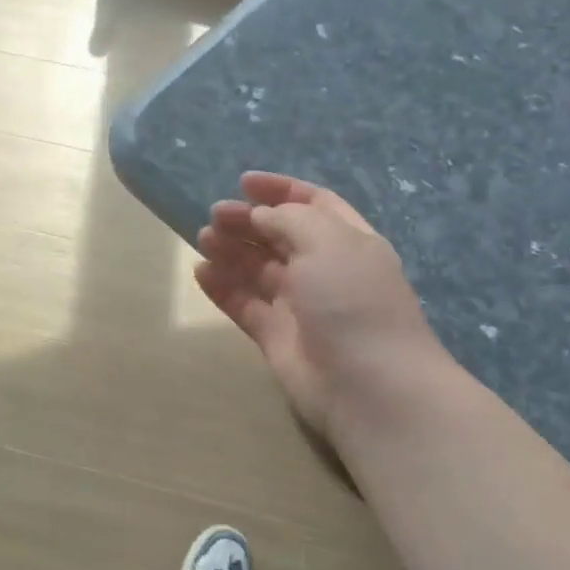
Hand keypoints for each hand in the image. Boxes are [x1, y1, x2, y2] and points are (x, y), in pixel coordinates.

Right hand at [196, 172, 450, 442]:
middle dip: (248, 220)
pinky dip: (223, 287)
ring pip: (258, 269)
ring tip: (203, 239)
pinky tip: (201, 273)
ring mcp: (299, 305)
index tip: (244, 183)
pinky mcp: (277, 336)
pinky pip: (244, 304)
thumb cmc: (352, 300)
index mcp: (348, 241)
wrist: (369, 386)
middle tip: (215, 214)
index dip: (281, 190)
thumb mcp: (327, 241)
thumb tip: (261, 215)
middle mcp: (324, 269)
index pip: (313, 204)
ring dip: (231, 250)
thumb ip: (289, 219)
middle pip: (280, 235)